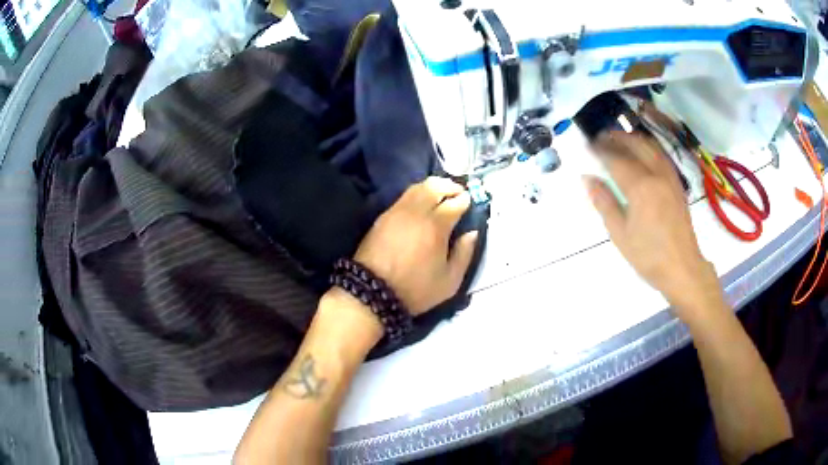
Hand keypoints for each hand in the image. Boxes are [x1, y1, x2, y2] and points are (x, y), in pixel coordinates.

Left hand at [354, 177, 478, 314]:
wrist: (373, 291)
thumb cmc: (415, 289)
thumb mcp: (450, 282)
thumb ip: (464, 254)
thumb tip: (472, 233)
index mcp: (436, 226)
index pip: (456, 202)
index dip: (466, 200)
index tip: (471, 202)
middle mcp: (417, 212)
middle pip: (435, 186)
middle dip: (450, 186)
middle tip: (458, 193)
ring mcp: (398, 211)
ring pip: (418, 187)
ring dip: (433, 187)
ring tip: (441, 196)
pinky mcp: (383, 216)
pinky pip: (404, 197)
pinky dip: (417, 195)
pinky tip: (422, 205)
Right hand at [584, 131, 721, 319]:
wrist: (682, 268)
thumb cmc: (648, 256)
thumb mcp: (620, 234)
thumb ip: (604, 202)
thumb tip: (587, 178)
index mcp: (640, 187)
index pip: (616, 158)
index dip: (600, 149)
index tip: (587, 145)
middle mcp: (656, 175)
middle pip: (635, 145)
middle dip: (617, 137)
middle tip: (601, 137)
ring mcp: (670, 178)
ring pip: (651, 147)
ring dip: (634, 138)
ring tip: (620, 138)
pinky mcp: (677, 185)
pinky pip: (662, 156)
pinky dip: (649, 147)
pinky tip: (643, 152)